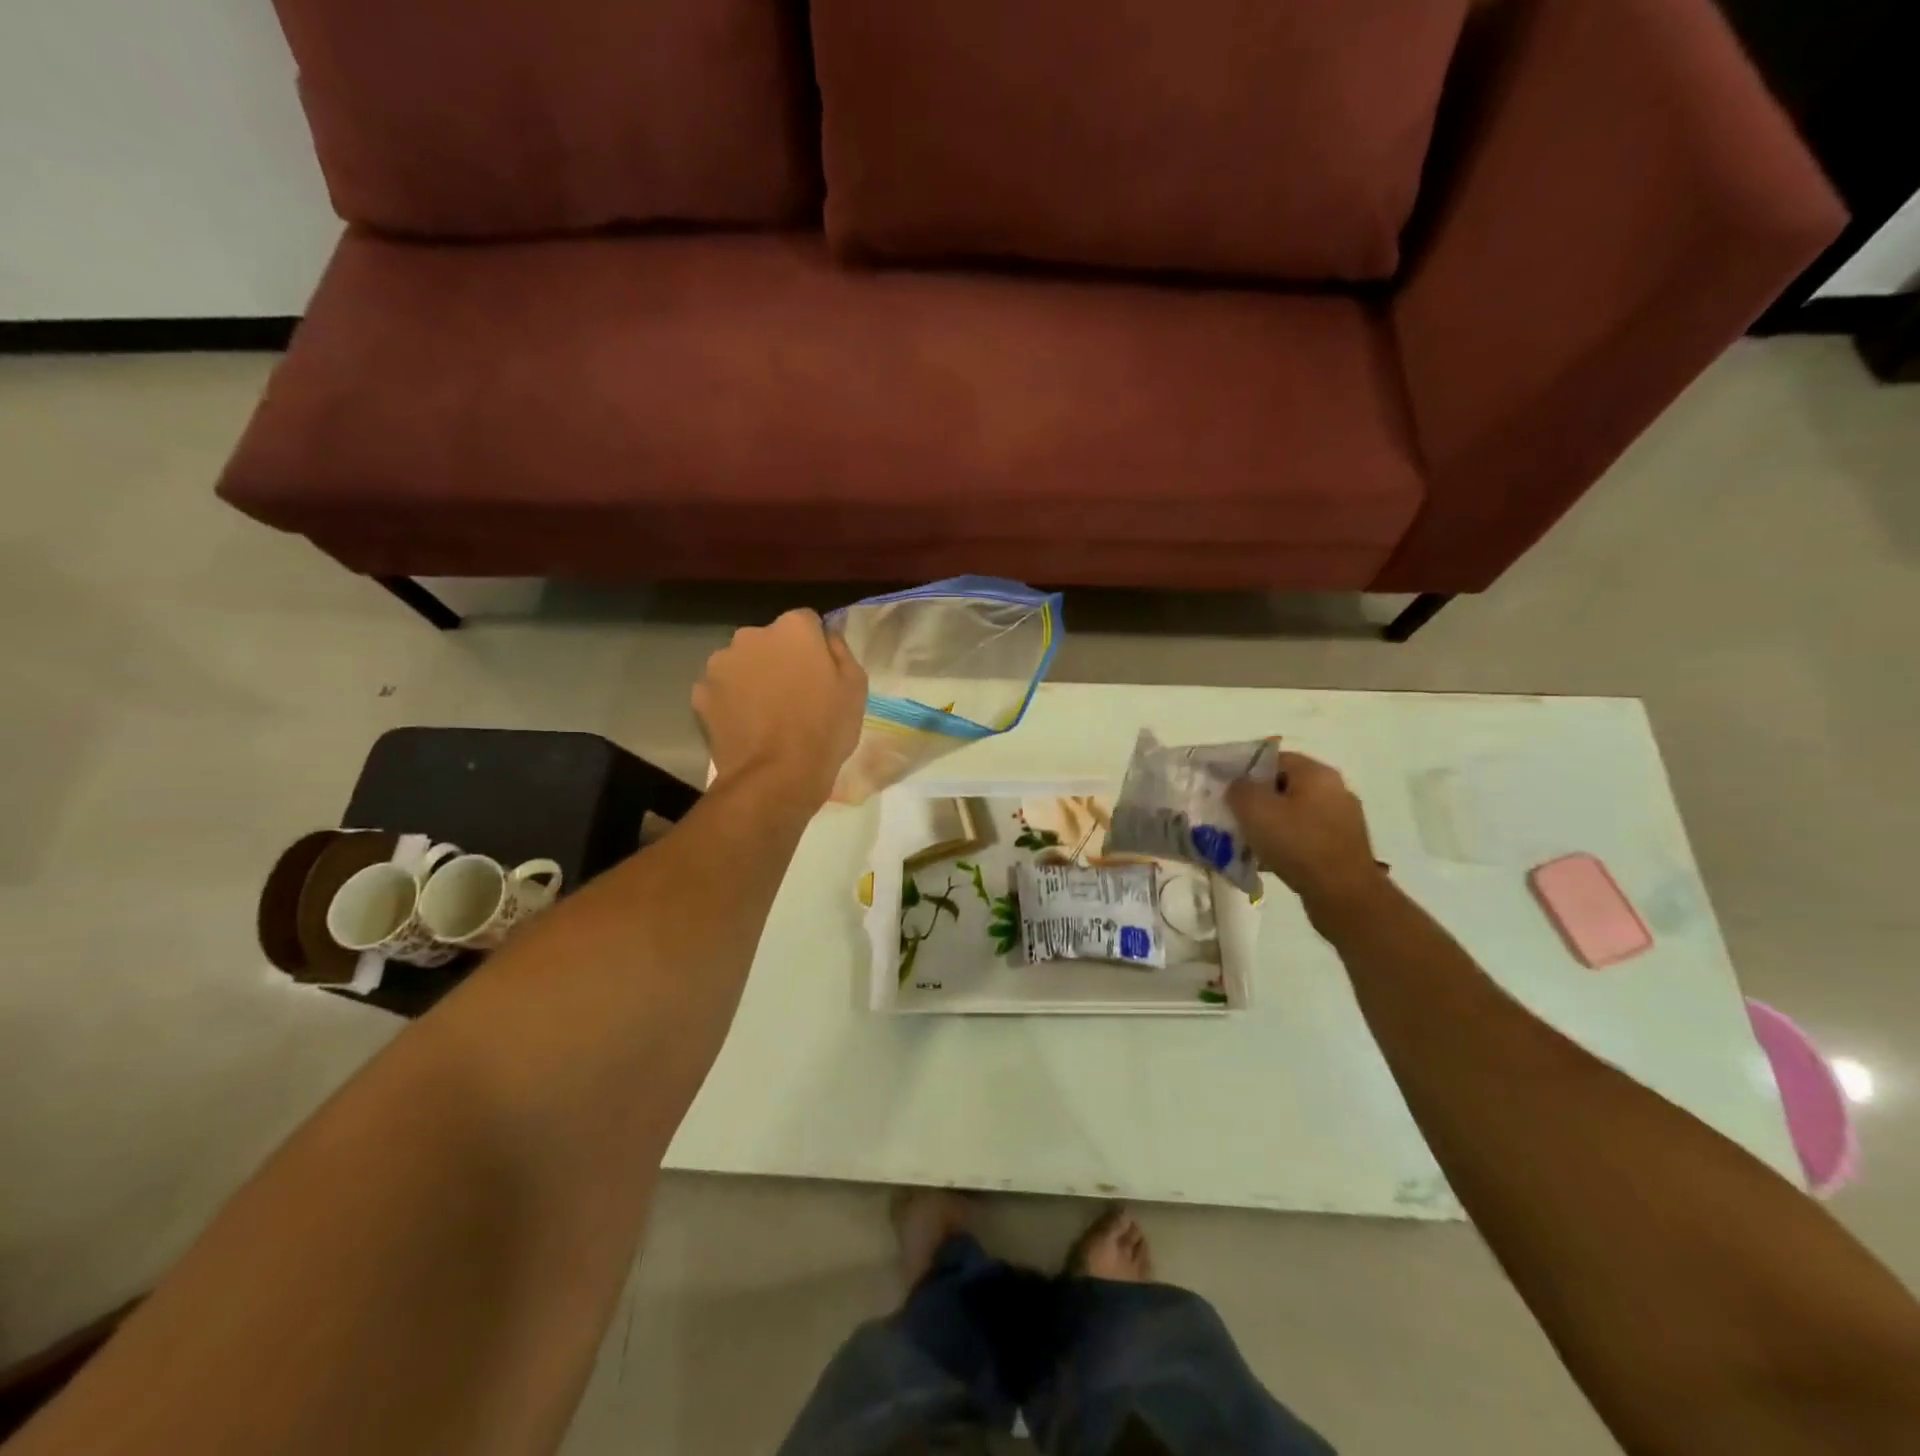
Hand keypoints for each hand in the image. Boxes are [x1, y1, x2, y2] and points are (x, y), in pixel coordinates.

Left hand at [692, 609, 866, 805]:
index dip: (814, 647)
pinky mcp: (700, 693)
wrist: (776, 776)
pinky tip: (746, 726)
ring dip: (752, 678)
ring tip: (766, 714)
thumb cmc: (825, 729)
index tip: (820, 672)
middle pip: (769, 641)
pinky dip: (730, 702)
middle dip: (779, 658)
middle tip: (793, 695)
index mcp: (793, 628)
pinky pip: (721, 690)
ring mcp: (720, 663)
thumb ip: (840, 651)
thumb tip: (827, 636)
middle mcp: (751, 635)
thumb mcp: (855, 688)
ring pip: (741, 663)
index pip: (806, 622)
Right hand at [1226, 752, 1384, 912]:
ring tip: (1248, 841)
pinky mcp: (1343, 847)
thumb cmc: (1297, 844)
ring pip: (1294, 813)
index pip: (1274, 758)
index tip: (1226, 789)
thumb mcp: (1254, 809)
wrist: (1343, 895)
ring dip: (1270, 824)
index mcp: (1317, 773)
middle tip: (1233, 816)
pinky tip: (1270, 860)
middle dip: (1257, 800)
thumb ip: (1239, 789)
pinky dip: (1286, 843)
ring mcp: (1342, 820)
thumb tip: (1238, 785)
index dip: (1246, 770)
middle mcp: (1335, 790)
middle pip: (1285, 786)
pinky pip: (1306, 836)